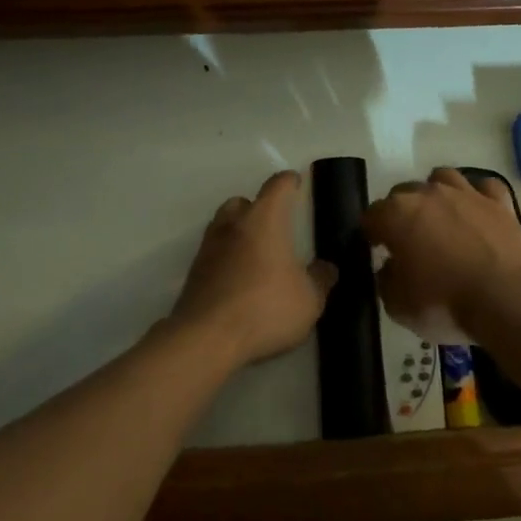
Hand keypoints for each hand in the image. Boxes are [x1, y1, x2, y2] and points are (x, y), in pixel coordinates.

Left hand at [170, 171, 335, 368]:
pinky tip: (239, 280)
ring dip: (239, 232)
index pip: (277, 186)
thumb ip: (321, 280)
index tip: (296, 183)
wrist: (205, 339)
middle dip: (258, 208)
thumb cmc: (264, 309)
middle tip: (275, 226)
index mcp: (264, 220)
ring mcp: (209, 248)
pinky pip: (214, 254)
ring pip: (224, 226)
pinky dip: (226, 259)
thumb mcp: (309, 300)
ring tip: (257, 255)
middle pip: (242, 202)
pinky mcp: (193, 273)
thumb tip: (327, 268)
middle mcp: (233, 225)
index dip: (288, 182)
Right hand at [364, 167, 520, 340]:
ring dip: (436, 194)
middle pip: (404, 193)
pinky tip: (478, 211)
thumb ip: (386, 280)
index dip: (371, 233)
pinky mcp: (499, 202)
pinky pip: (484, 187)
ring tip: (441, 217)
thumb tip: (389, 267)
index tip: (376, 249)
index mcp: (397, 215)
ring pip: (443, 179)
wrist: (509, 300)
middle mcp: (428, 194)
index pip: (371, 215)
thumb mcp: (399, 306)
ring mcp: (466, 193)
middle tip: (408, 240)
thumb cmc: (446, 304)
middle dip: (401, 212)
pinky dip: (478, 196)